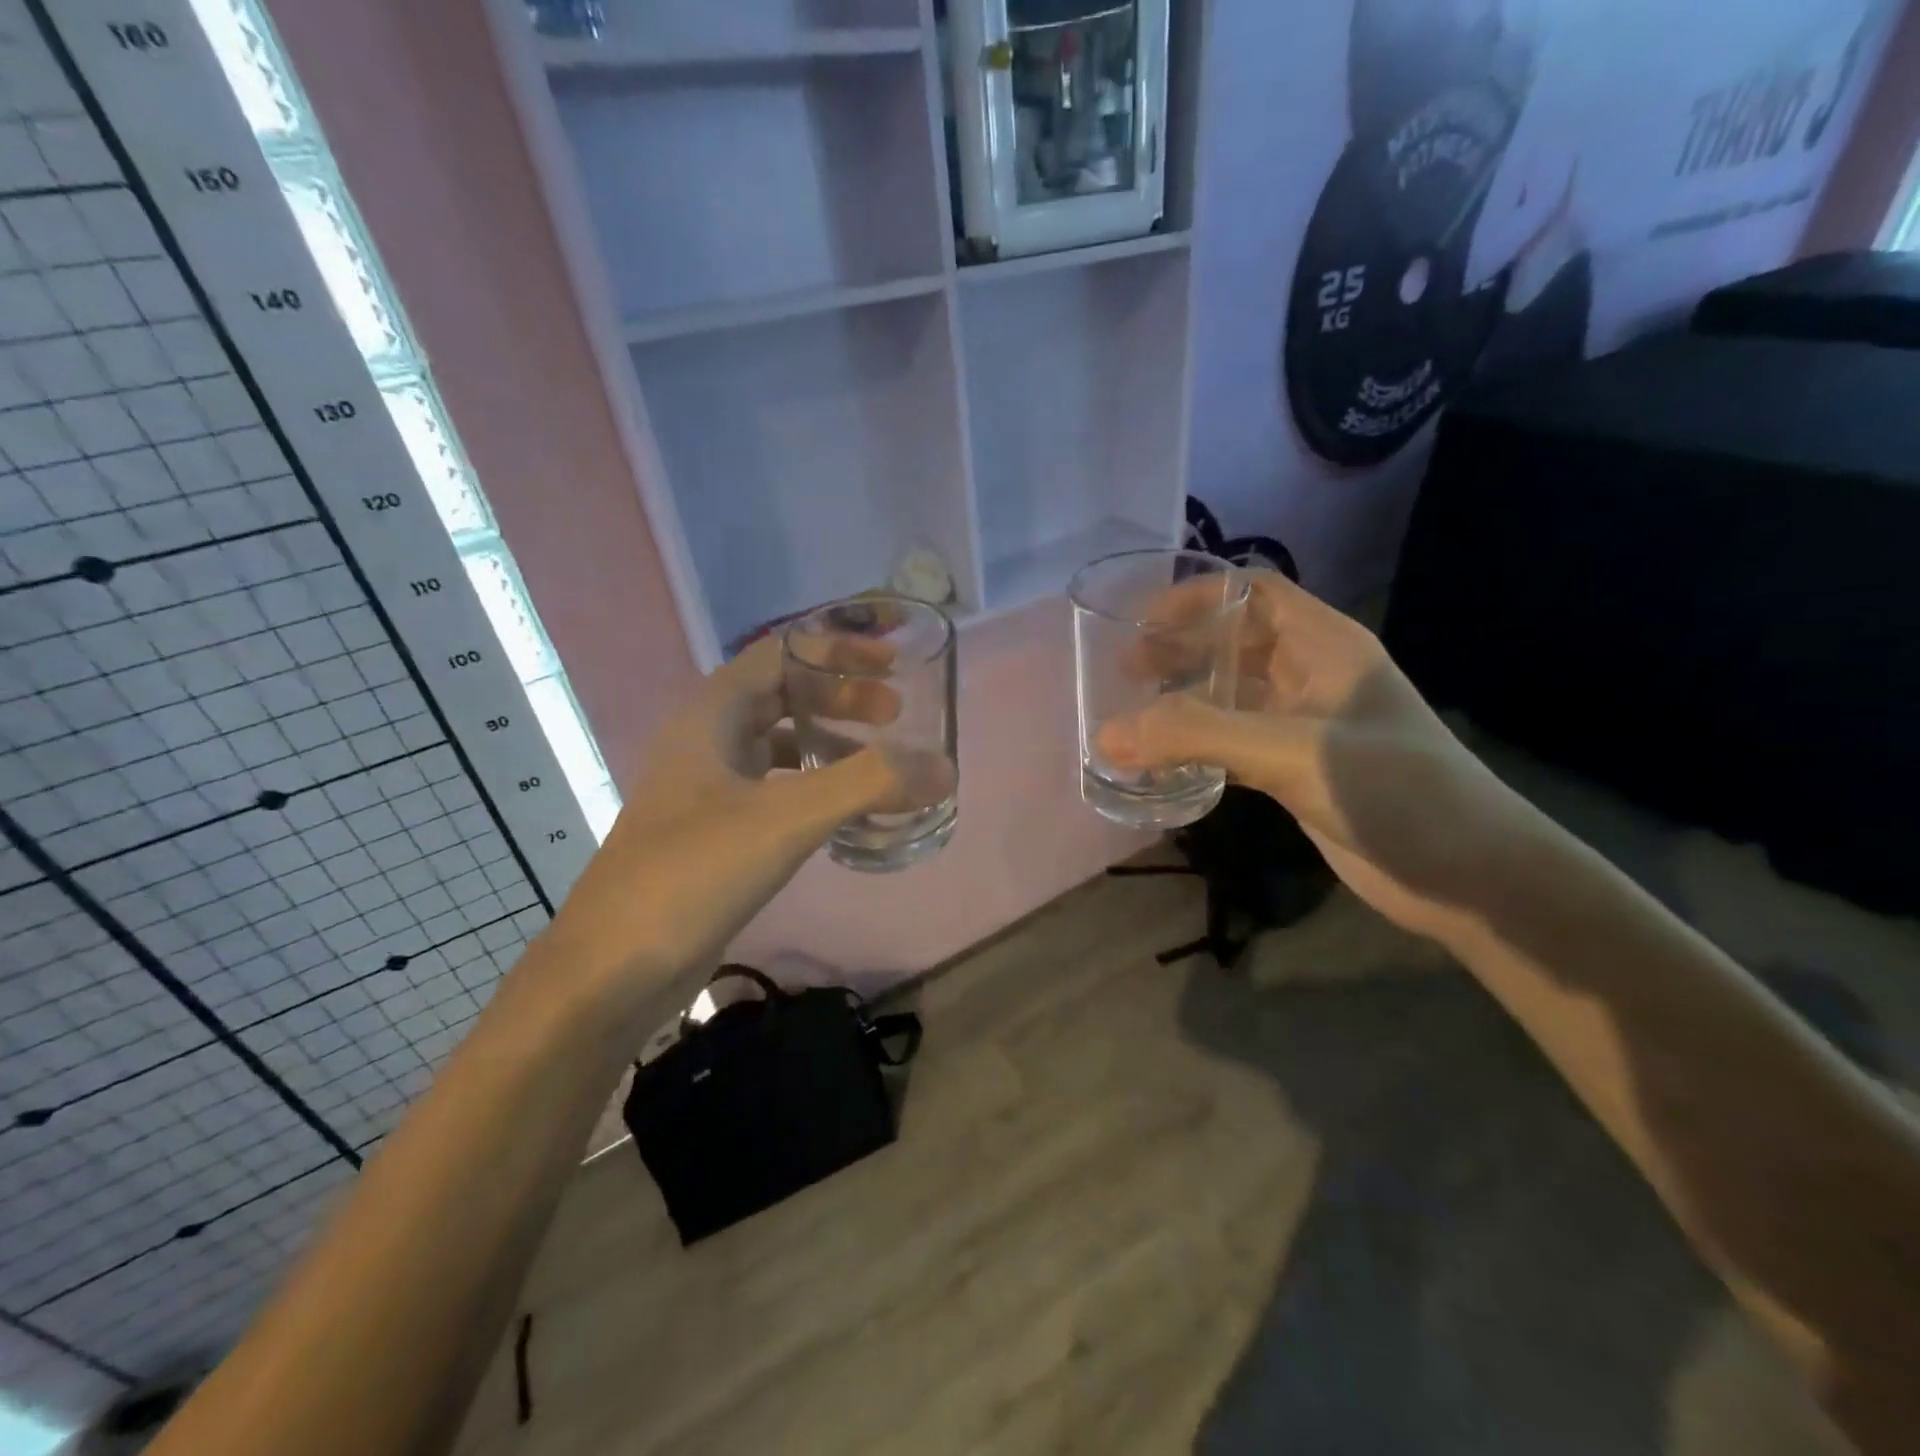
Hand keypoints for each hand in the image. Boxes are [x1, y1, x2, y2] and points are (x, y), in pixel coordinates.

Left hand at [521, 637, 926, 1036]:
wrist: (612, 971)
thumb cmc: (691, 874)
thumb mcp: (785, 818)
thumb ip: (868, 784)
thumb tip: (944, 766)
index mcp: (712, 715)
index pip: (781, 653)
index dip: (838, 649)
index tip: (892, 663)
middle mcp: (707, 742)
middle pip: (783, 695)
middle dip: (842, 697)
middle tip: (897, 714)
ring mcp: (707, 789)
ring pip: (779, 745)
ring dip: (830, 743)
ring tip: (882, 761)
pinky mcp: (715, 833)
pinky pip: (775, 790)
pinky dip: (815, 788)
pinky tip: (845, 813)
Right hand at [1096, 572, 1541, 942]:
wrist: (1471, 877)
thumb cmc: (1394, 791)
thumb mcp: (1291, 751)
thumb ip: (1197, 737)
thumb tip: (1106, 734)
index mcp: (1324, 647)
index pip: (1254, 594)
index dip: (1197, 597)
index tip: (1140, 621)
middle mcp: (1313, 677)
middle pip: (1234, 644)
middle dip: (1179, 650)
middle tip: (1124, 673)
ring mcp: (1304, 727)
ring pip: (1230, 698)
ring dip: (1183, 703)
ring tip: (1130, 718)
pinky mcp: (1295, 772)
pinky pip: (1232, 746)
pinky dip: (1195, 750)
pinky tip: (1162, 765)